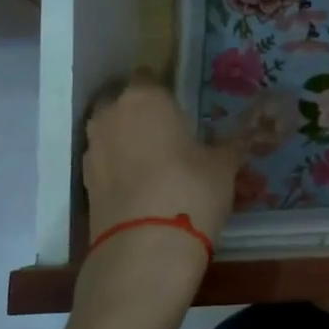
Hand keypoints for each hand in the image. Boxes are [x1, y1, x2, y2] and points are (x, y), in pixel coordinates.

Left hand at [82, 80, 238, 278]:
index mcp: (145, 97)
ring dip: (130, 146)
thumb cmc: (191, 190)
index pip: (152, 78)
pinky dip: (121, 173)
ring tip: (160, 169)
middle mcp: (111, 115)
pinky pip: (108, 166)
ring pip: (114, 136)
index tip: (184, 112)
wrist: (145, 250)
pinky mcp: (84, 184)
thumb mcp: (224, 166)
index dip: (168, 95)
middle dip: (144, 118)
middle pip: (127, 106)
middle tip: (173, 140)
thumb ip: (230, 146)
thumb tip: (243, 138)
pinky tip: (145, 191)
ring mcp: (93, 150)